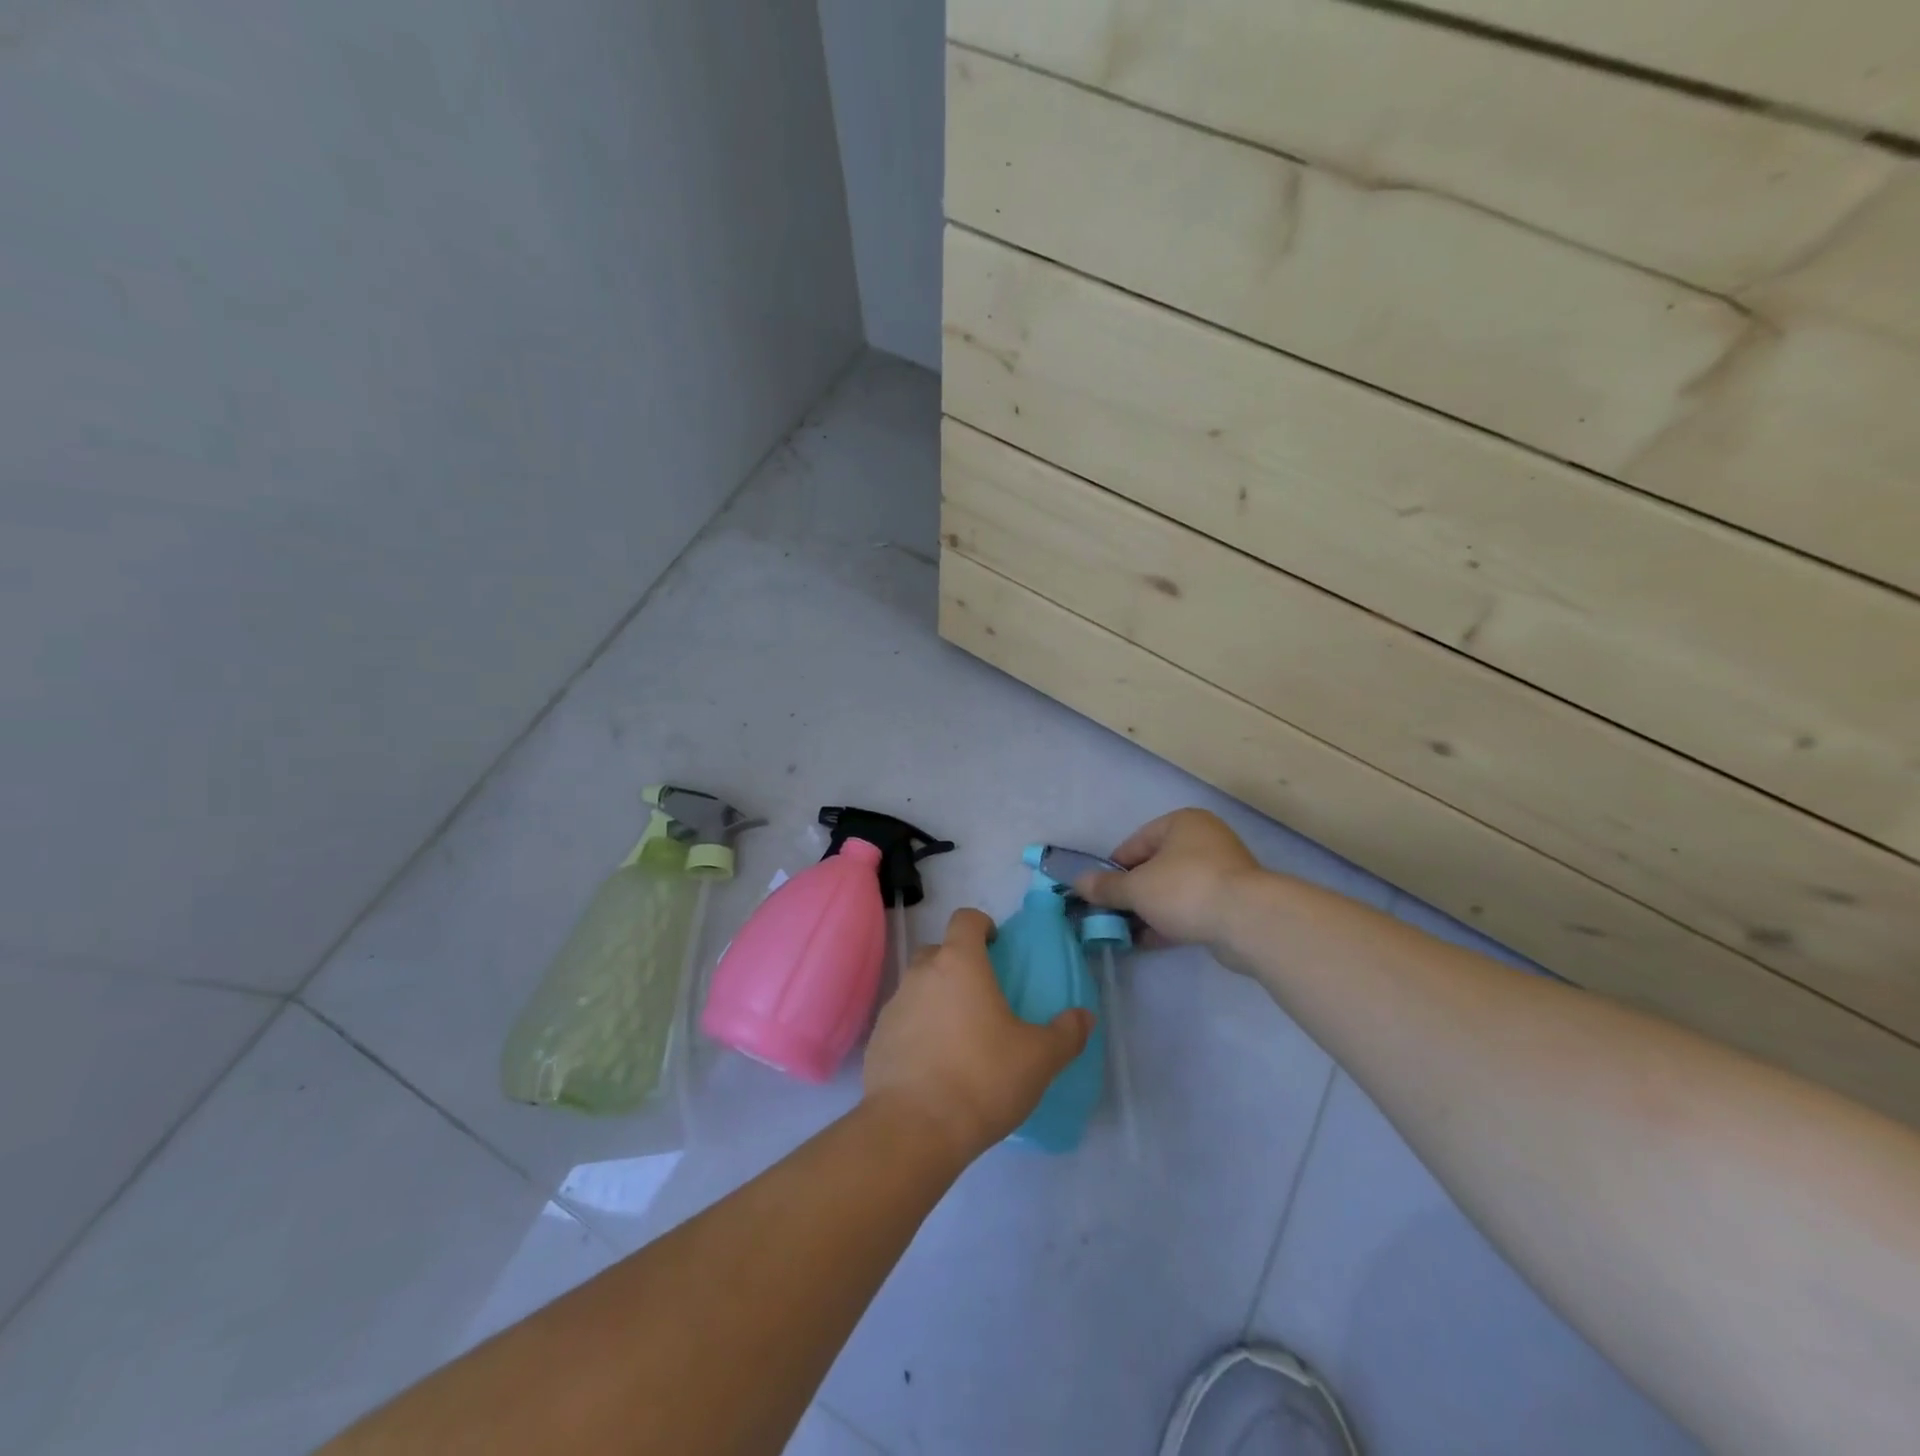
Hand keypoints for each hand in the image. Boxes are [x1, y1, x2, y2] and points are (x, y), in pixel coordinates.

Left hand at [864, 908, 1091, 1160]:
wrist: (913, 1128)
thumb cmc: (982, 1078)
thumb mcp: (1038, 1059)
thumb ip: (1066, 1033)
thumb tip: (1084, 1017)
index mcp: (959, 963)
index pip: (965, 919)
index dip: (981, 925)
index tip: (996, 946)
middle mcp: (921, 974)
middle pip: (938, 951)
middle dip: (958, 963)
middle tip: (982, 995)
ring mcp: (894, 1006)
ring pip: (918, 987)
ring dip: (936, 998)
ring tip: (960, 1035)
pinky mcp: (877, 1040)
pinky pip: (902, 1021)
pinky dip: (918, 1030)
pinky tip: (934, 1064)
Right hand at [1075, 809, 1261, 946]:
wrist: (1249, 921)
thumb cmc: (1186, 889)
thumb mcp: (1137, 888)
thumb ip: (1106, 887)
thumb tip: (1077, 883)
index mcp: (1182, 823)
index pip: (1135, 843)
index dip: (1113, 870)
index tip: (1100, 894)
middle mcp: (1204, 840)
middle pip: (1155, 867)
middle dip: (1132, 893)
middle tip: (1112, 915)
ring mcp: (1222, 871)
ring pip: (1173, 890)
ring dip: (1150, 910)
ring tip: (1127, 933)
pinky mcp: (1232, 902)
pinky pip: (1192, 908)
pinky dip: (1170, 921)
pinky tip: (1149, 941)